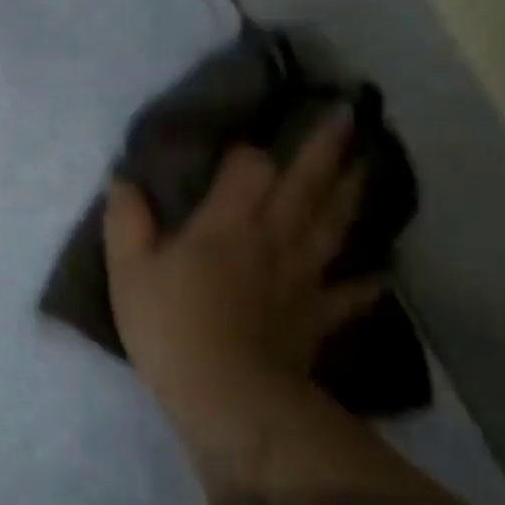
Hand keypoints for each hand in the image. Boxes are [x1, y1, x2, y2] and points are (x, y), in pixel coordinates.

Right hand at [103, 105, 384, 418]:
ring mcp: (301, 277)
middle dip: (326, 147)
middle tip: (350, 113)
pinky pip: (347, 296)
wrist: (224, 391)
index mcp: (228, 223)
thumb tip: (123, 180)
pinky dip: (366, 285)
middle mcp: (273, 238)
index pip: (248, 168)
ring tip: (368, 167)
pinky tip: (380, 275)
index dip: (246, 152)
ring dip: (352, 194)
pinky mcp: (314, 316)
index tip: (242, 145)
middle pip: (306, 184)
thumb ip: (126, 221)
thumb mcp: (128, 271)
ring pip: (333, 226)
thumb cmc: (169, 325)